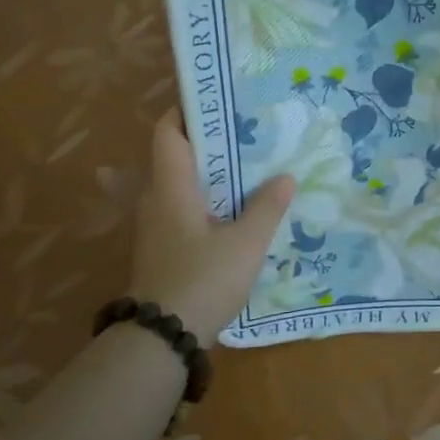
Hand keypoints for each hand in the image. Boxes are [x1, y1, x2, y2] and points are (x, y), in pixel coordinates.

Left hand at [127, 110, 294, 344]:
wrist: (162, 338)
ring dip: (202, 173)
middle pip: (172, 156)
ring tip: (240, 168)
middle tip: (242, 135)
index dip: (186, 111)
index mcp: (171, 187)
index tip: (218, 101)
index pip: (167, 133)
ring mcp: (154, 227)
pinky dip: (199, 201)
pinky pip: (178, 210)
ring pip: (175, 185)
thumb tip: (285, 177)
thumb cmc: (202, 280)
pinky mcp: (160, 249)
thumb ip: (266, 208)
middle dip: (203, 142)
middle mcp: (155, 200)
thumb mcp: (245, 245)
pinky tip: (225, 212)